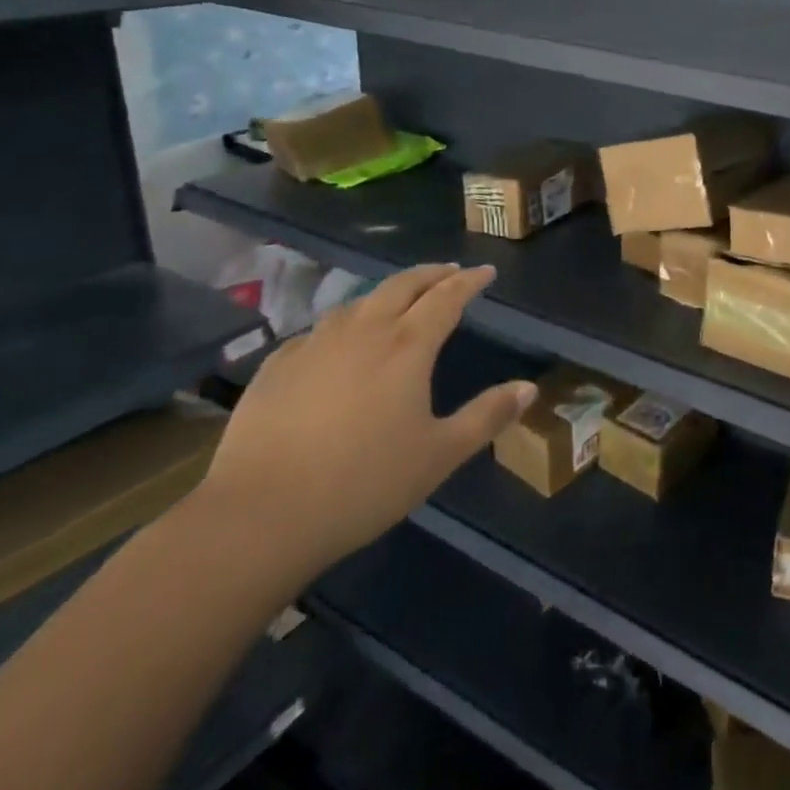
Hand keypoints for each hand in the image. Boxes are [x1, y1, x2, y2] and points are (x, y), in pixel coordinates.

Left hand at [197, 264, 536, 577]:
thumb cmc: (364, 484)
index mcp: (407, 347)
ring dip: (386, 293)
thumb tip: (530, 388)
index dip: (469, 281)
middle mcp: (363, 332)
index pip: (446, 297)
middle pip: (402, 285)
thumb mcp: (440, 455)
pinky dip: (342, 324)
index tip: (485, 272)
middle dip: (431, 274)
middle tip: (449, 271)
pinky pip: (317, 331)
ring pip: (358, 302)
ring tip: (399, 299)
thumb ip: (487, 416)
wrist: (259, 517)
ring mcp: (314, 346)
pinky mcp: (276, 368)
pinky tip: (337, 341)